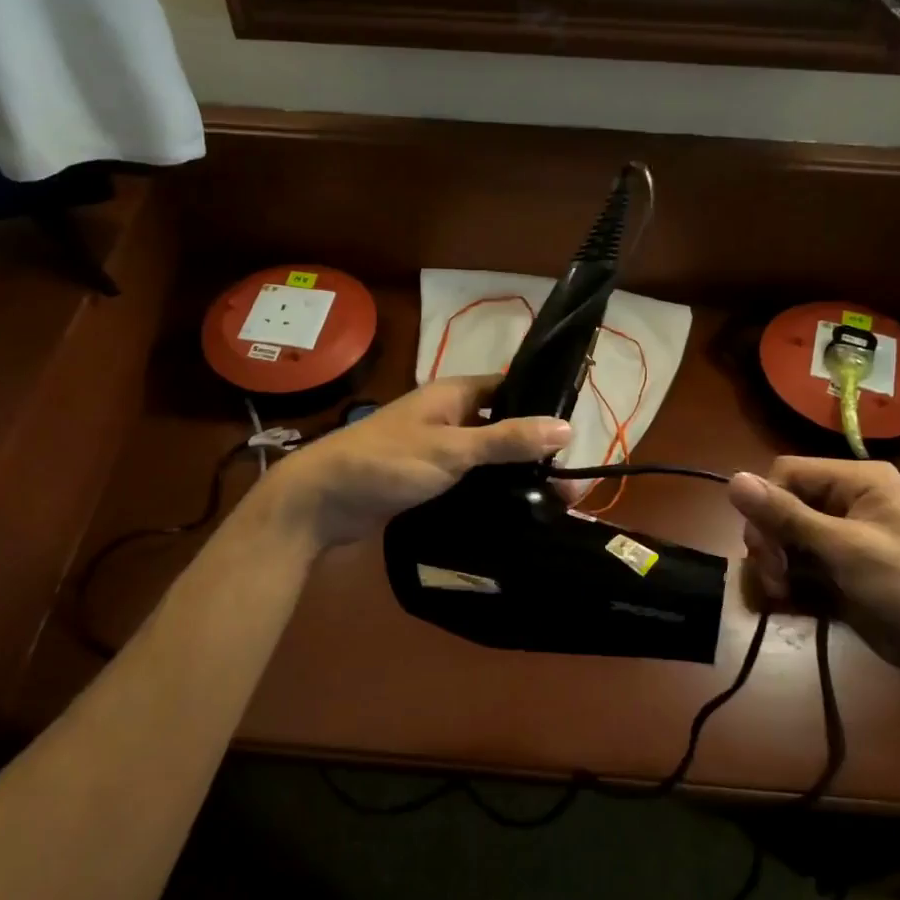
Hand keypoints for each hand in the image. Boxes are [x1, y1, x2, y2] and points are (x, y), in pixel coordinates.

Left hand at [263, 377, 570, 547]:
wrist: (323, 501)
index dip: (541, 403)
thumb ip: (508, 439)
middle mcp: (447, 416)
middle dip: (532, 449)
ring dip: (512, 475)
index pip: (509, 387)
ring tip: (552, 503)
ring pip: (485, 457)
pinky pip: (468, 481)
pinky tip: (513, 512)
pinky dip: (489, 492)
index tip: (575, 431)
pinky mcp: (426, 480)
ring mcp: (435, 450)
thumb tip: (566, 427)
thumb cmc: (388, 462)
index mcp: (453, 394)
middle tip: (568, 483)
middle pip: (501, 426)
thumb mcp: (453, 449)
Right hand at [728, 458, 899, 690]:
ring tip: (781, 591)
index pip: (786, 472)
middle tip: (774, 575)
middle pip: (780, 503)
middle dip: (769, 539)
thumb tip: (732, 480)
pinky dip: (784, 576)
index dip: (767, 504)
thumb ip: (787, 515)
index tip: (765, 546)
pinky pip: (793, 558)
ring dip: (773, 562)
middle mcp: (846, 498)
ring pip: (781, 533)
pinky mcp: (835, 563)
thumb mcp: (845, 549)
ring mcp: (840, 533)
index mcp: (858, 479)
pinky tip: (787, 597)